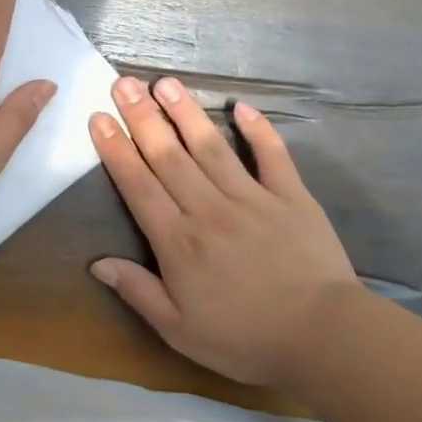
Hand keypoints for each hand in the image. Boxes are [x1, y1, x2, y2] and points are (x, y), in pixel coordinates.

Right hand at [89, 76, 362, 386]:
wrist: (324, 339)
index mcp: (179, 241)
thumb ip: (139, 292)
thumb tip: (97, 263)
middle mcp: (209, 208)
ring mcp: (252, 198)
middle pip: (168, 156)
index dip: (116, 150)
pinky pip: (272, 156)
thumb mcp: (180, 331)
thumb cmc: (245, 339)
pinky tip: (241, 106)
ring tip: (166, 82)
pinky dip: (258, 130)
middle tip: (123, 83)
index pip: (138, 185)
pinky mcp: (291, 197)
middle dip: (142, 117)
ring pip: (211, 147)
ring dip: (186, 112)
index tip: (100, 117)